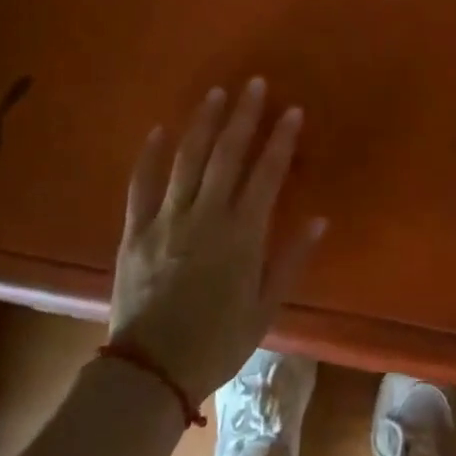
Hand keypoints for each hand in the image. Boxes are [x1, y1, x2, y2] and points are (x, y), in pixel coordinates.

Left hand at [109, 78, 326, 403]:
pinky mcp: (135, 231)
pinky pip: (141, 185)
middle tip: (254, 84)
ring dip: (203, 123)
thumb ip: (291, 260)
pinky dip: (150, 155)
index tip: (291, 110)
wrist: (151, 372)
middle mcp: (206, 217)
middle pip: (227, 155)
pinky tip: (160, 129)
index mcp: (242, 236)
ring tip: (216, 93)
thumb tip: (319, 219)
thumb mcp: (265, 308)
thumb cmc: (217, 342)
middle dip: (244, 116)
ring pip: (188, 160)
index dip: (281, 139)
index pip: (266, 174)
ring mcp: (167, 220)